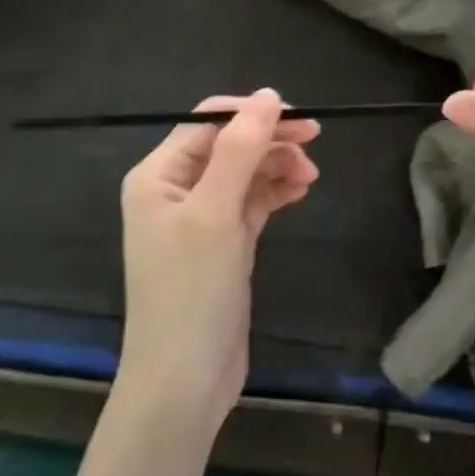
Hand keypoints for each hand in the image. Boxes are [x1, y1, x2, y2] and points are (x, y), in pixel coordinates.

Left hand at [118, 91, 320, 426]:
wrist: (184, 380)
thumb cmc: (192, 290)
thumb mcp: (215, 212)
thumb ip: (240, 150)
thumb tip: (269, 95)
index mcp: (158, 175)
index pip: (207, 123)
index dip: (253, 114)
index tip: (300, 118)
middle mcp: (174, 190)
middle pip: (228, 146)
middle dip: (269, 140)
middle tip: (316, 140)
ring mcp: (198, 219)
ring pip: (243, 174)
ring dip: (276, 166)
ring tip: (310, 176)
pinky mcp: (221, 244)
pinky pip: (249, 203)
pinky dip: (274, 192)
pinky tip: (300, 190)